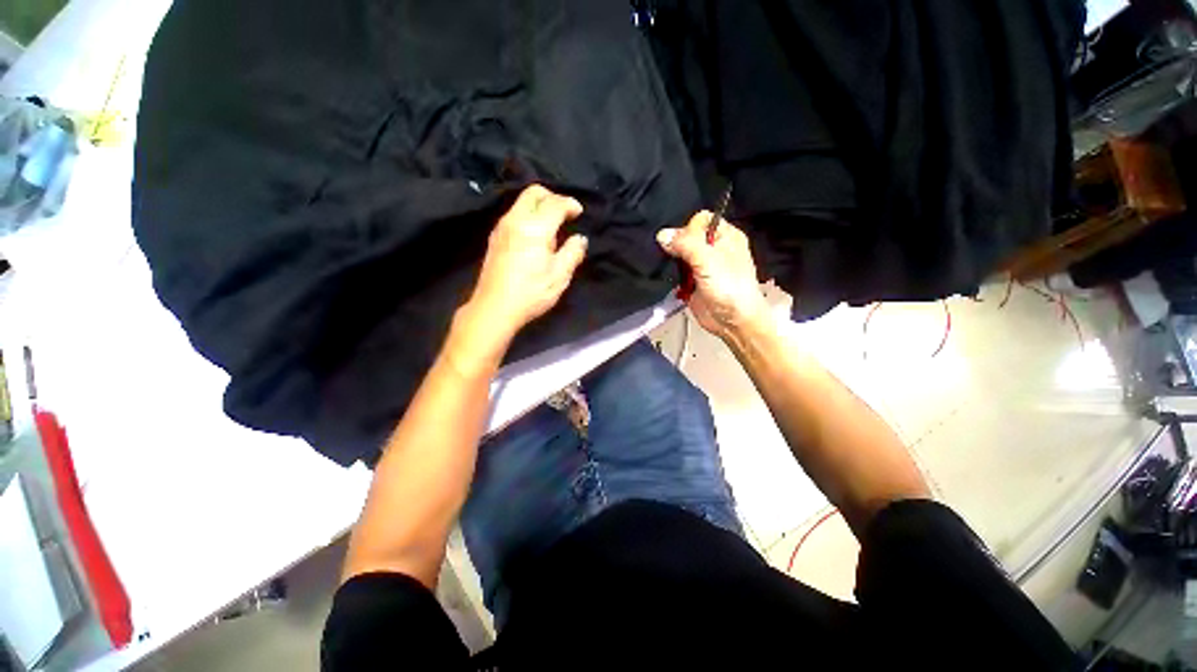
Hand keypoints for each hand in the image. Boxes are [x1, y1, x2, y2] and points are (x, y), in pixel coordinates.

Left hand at [463, 185, 587, 343]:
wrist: (494, 308)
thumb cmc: (531, 293)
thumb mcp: (559, 276)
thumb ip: (573, 253)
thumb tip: (580, 238)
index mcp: (534, 228)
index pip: (554, 203)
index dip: (570, 204)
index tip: (579, 213)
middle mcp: (515, 220)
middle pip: (534, 193)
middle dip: (553, 198)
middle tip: (565, 215)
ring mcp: (502, 228)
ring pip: (522, 203)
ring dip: (540, 207)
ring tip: (553, 229)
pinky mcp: (495, 238)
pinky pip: (515, 214)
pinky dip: (529, 216)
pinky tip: (536, 237)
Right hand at [658, 212, 770, 342]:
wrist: (732, 321)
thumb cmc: (729, 288)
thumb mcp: (708, 261)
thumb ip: (685, 244)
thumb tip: (662, 235)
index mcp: (725, 236)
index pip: (701, 220)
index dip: (689, 228)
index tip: (683, 244)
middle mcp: (713, 248)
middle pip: (687, 236)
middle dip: (677, 244)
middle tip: (672, 256)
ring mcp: (701, 266)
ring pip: (680, 254)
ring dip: (672, 260)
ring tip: (668, 266)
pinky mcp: (692, 281)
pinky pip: (676, 271)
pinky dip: (671, 273)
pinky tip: (668, 276)